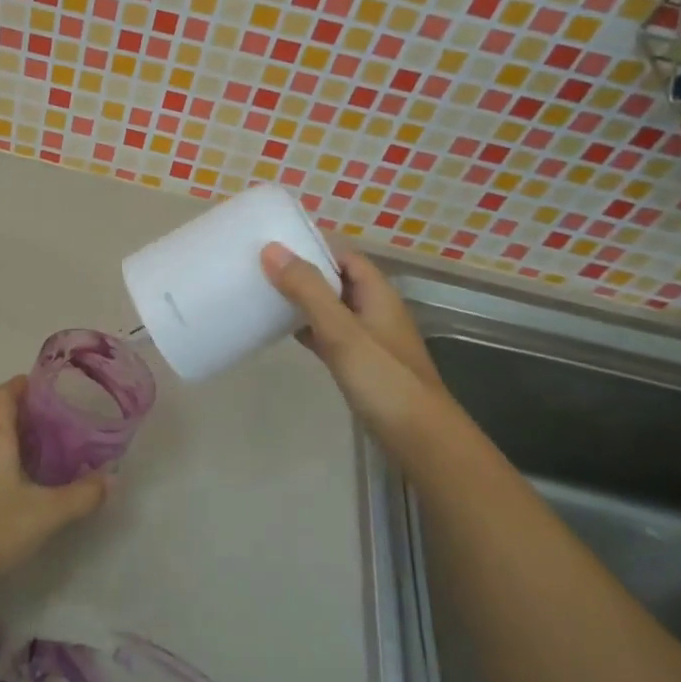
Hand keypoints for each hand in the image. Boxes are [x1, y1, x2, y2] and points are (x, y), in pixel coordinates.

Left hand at [0, 377, 110, 589]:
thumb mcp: (48, 513)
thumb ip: (83, 494)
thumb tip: (112, 479)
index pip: (4, 393)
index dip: (24, 384)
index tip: (50, 385)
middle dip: (21, 405)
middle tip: (54, 412)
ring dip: (8, 427)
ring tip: (42, 437)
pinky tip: (19, 468)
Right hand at [260, 243, 455, 452]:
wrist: (419, 438)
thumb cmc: (383, 378)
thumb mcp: (341, 330)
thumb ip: (308, 290)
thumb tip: (272, 249)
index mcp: (377, 293)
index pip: (344, 255)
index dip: (313, 246)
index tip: (274, 243)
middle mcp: (375, 310)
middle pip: (336, 280)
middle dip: (303, 272)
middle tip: (261, 268)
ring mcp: (369, 339)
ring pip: (332, 308)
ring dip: (304, 301)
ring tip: (265, 296)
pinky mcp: (361, 365)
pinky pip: (330, 335)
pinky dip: (309, 329)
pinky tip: (285, 334)